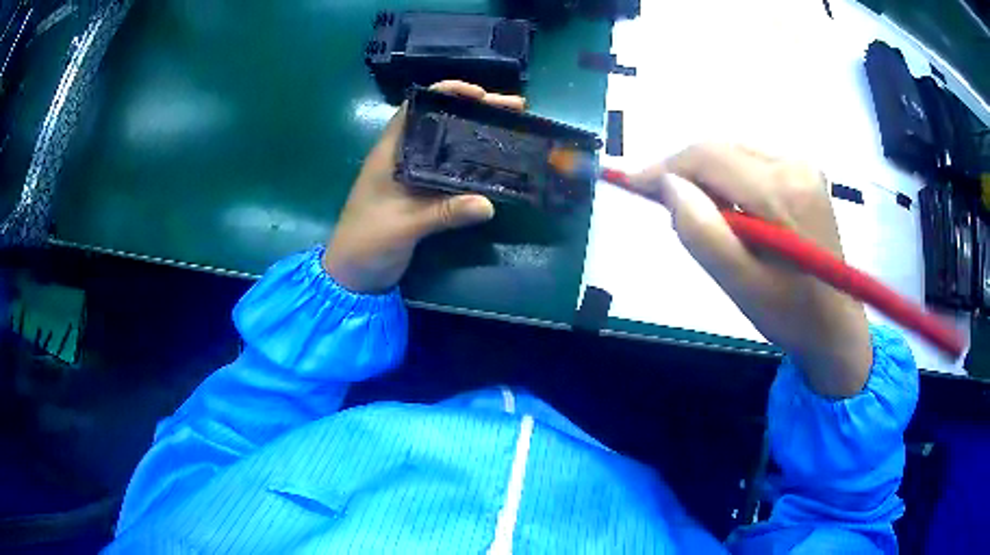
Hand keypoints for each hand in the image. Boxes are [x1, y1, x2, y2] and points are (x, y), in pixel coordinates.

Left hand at [324, 81, 524, 293]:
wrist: (353, 275)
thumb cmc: (367, 242)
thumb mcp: (404, 226)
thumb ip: (443, 213)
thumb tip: (489, 204)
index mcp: (390, 151)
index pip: (417, 108)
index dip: (447, 93)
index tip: (480, 95)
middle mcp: (404, 156)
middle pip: (441, 121)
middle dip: (475, 110)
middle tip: (513, 108)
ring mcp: (414, 175)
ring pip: (449, 144)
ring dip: (478, 133)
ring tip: (514, 127)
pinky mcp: (424, 194)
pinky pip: (452, 170)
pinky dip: (474, 162)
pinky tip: (498, 162)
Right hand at [630, 144, 871, 397]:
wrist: (834, 325)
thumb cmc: (789, 314)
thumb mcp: (740, 285)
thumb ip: (702, 233)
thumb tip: (668, 185)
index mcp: (781, 192)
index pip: (709, 157)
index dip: (665, 167)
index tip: (633, 183)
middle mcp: (794, 163)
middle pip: (721, 150)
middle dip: (686, 173)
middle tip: (665, 206)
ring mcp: (803, 165)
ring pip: (734, 153)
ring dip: (707, 178)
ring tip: (703, 216)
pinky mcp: (805, 172)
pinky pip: (751, 162)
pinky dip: (729, 180)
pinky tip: (732, 211)